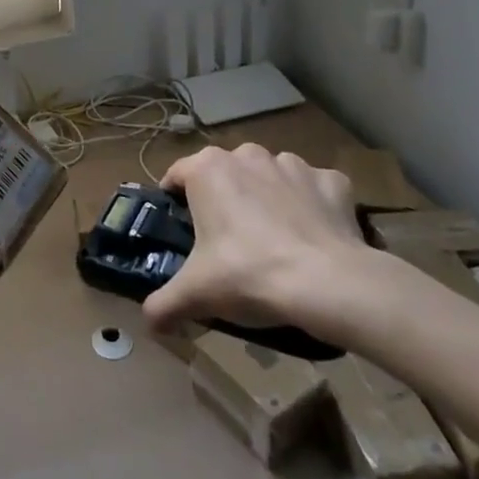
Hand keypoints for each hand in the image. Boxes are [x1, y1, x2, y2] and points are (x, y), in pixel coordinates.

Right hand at [141, 143, 374, 341]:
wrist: (327, 284)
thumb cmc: (248, 274)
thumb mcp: (195, 294)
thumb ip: (162, 304)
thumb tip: (148, 323)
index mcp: (207, 168)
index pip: (177, 175)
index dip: (175, 200)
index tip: (181, 229)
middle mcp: (247, 155)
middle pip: (226, 174)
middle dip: (226, 200)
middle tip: (229, 243)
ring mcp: (292, 164)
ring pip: (270, 178)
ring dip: (269, 199)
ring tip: (275, 242)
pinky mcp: (330, 181)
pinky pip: (314, 189)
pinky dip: (312, 206)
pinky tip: (314, 237)